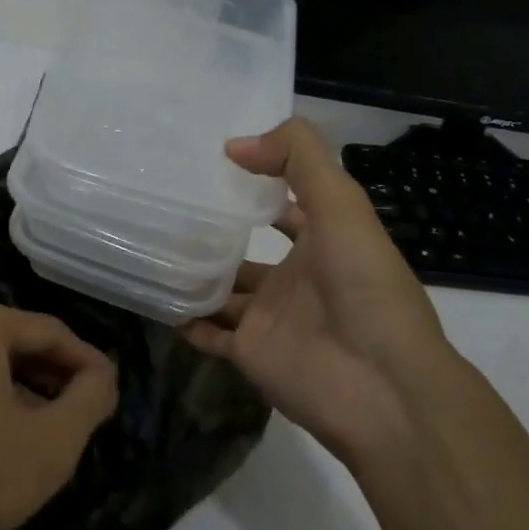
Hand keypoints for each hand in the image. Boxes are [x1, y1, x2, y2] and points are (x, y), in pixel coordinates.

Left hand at [0, 298, 117, 529]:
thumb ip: (92, 395)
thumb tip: (102, 375)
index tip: (111, 390)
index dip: (87, 361)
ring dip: (15, 392)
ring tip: (43, 428)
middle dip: (50, 375)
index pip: (48, 332)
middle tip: (81, 408)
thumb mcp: (55, 440)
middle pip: (9, 345)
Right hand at [185, 119, 463, 466]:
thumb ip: (299, 159)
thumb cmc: (364, 285)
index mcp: (323, 240)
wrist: (381, 384)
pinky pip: (208, 333)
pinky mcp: (250, 352)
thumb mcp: (342, 204)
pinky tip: (155, 297)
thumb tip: (235, 145)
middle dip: (213, 233)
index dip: (256, 184)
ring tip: (148, 246)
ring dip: (193, 274)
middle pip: (245, 250)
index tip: (208, 165)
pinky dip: (185, 319)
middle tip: (164, 207)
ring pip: (222, 290)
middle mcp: (295, 277)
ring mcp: (270, 316)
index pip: (284, 205)